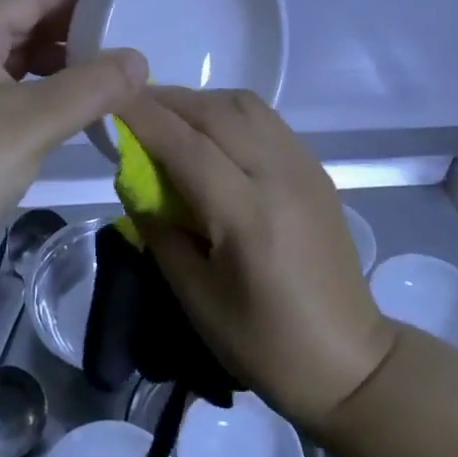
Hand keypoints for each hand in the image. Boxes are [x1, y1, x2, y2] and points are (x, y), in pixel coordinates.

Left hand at [0, 0, 146, 263]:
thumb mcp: (31, 123)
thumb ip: (90, 87)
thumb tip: (139, 59)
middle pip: (26, 25)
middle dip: (75, 27)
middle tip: (129, 31)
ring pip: (22, 61)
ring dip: (65, 61)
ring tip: (113, 68)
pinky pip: (17, 91)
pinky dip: (50, 92)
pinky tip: (81, 106)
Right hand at [116, 87, 395, 431]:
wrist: (348, 361)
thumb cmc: (264, 344)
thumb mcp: (196, 298)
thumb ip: (160, 230)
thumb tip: (132, 179)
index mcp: (248, 215)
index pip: (186, 146)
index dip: (144, 116)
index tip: (109, 96)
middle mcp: (279, 175)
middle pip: (216, 112)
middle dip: (167, 100)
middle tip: (130, 102)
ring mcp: (303, 166)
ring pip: (245, 105)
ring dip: (201, 101)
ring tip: (169, 115)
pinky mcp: (315, 169)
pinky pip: (266, 119)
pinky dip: (230, 112)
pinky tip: (212, 131)